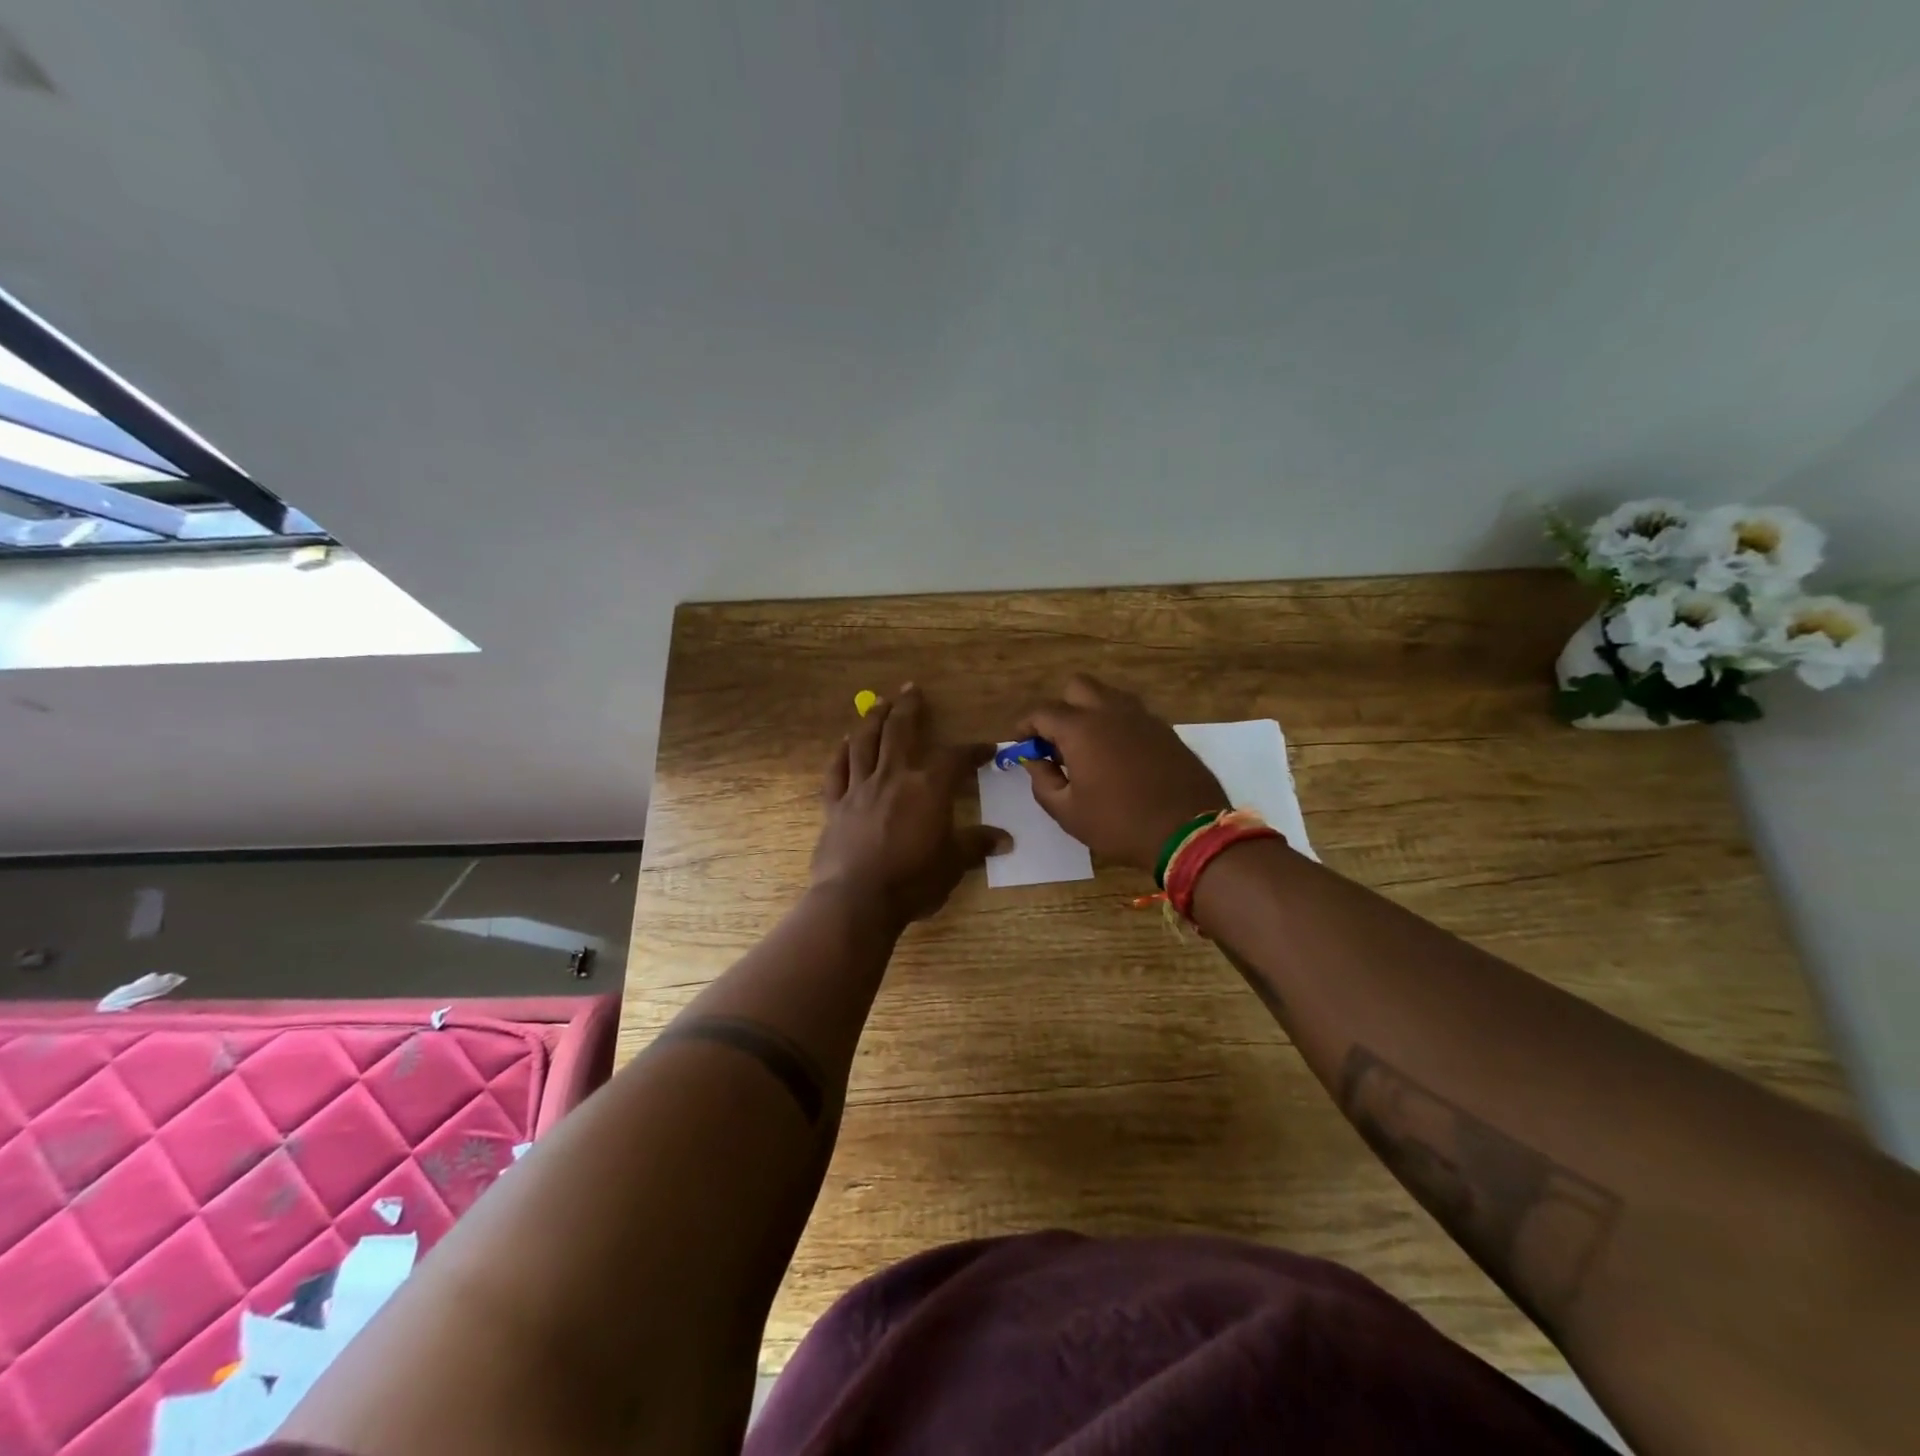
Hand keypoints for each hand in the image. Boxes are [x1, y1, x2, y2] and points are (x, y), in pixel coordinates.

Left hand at [811, 685, 1008, 926]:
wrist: (857, 900)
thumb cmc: (912, 881)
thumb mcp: (953, 864)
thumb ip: (976, 845)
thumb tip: (1006, 840)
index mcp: (928, 787)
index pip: (955, 758)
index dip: (972, 751)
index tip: (985, 750)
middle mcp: (893, 777)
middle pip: (901, 731)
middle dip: (910, 708)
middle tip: (912, 689)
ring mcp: (860, 789)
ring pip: (865, 743)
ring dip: (873, 719)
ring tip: (879, 703)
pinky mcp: (835, 806)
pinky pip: (836, 772)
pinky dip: (840, 754)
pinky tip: (844, 744)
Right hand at [1017, 675, 1227, 870]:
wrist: (1187, 832)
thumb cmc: (1119, 824)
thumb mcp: (1067, 812)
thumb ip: (1042, 781)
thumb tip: (1034, 760)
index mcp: (1081, 729)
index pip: (1042, 712)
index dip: (1025, 726)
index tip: (1021, 743)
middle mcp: (1110, 711)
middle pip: (1077, 687)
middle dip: (1060, 707)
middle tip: (1057, 741)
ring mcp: (1142, 717)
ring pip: (1108, 696)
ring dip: (1090, 711)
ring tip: (1088, 747)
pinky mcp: (1165, 729)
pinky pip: (1132, 714)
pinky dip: (1117, 724)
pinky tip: (1118, 756)